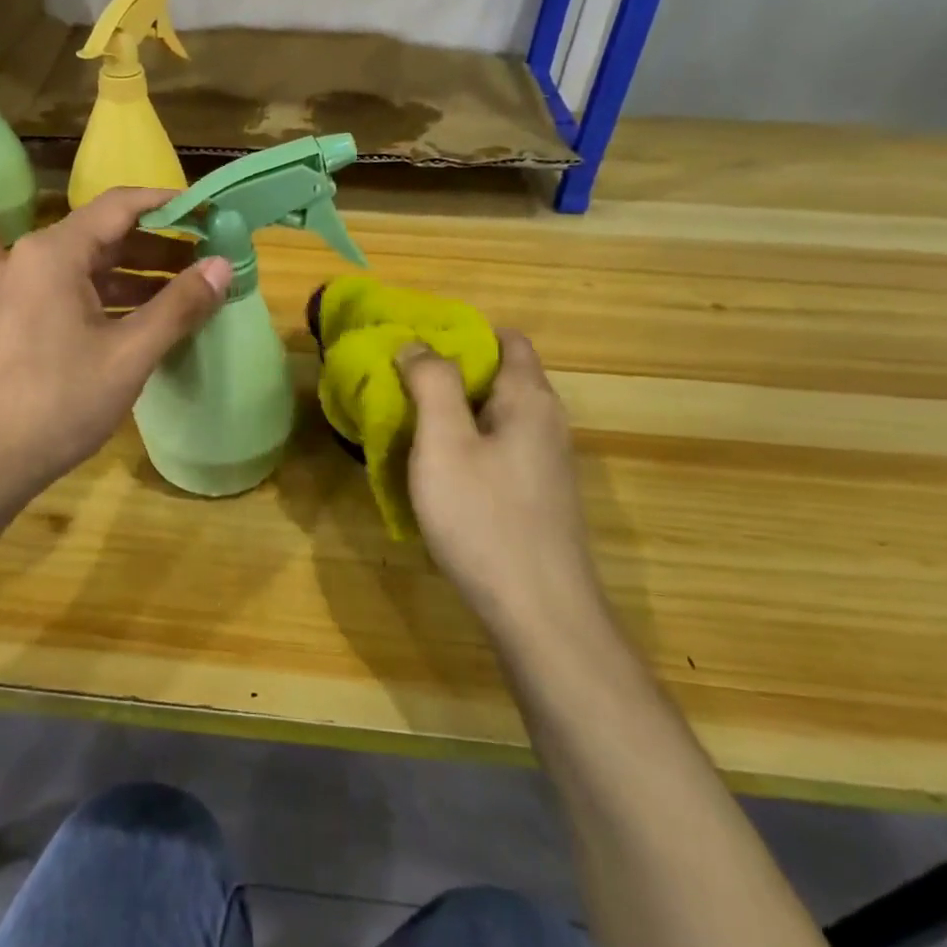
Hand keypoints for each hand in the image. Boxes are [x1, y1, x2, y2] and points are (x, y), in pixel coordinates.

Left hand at [0, 188, 231, 493]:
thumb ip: (179, 306)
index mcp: (54, 252)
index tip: (212, 215)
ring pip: (88, 269)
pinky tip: (144, 323)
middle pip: (105, 235)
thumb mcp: (128, 354)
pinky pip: (71, 294)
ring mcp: (19, 292)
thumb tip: (223, 266)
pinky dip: (111, 300)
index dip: (170, 205)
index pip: (121, 205)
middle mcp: (31, 259)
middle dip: (160, 246)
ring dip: (138, 277)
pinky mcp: (16, 322)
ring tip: (187, 293)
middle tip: (208, 260)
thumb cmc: (57, 401)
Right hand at [397, 331, 600, 627]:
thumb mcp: (444, 444)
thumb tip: (417, 345)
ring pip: (496, 418)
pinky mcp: (538, 497)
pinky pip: (498, 451)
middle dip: (450, 374)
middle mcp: (547, 423)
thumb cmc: (485, 519)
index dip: (462, 333)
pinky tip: (436, 471)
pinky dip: (467, 446)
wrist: (540, 613)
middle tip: (399, 383)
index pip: (507, 340)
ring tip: (406, 423)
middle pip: (499, 377)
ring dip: (454, 413)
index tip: (416, 342)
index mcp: (529, 400)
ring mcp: (546, 464)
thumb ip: (432, 384)